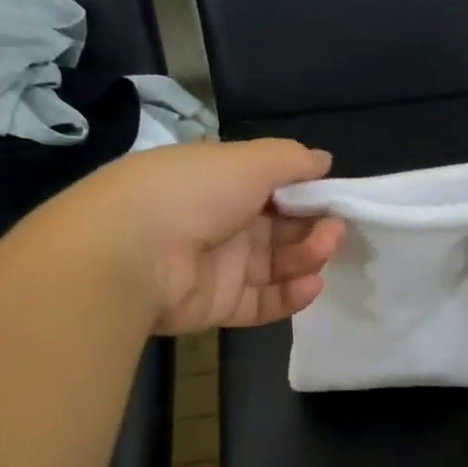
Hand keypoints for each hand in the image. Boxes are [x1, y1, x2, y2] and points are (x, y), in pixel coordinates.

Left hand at [61, 139, 344, 334]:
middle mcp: (220, 221)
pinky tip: (311, 285)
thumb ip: (291, 160)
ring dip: (307, 257)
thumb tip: (323, 160)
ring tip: (325, 251)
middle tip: (335, 229)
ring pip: (276, 264)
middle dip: (313, 227)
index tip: (335, 198)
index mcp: (221, 182)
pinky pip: (262, 302)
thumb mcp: (248, 160)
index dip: (306, 193)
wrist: (132, 255)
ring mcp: (219, 266)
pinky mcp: (218, 305)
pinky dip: (290, 296)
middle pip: (280, 228)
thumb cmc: (194, 192)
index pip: (273, 187)